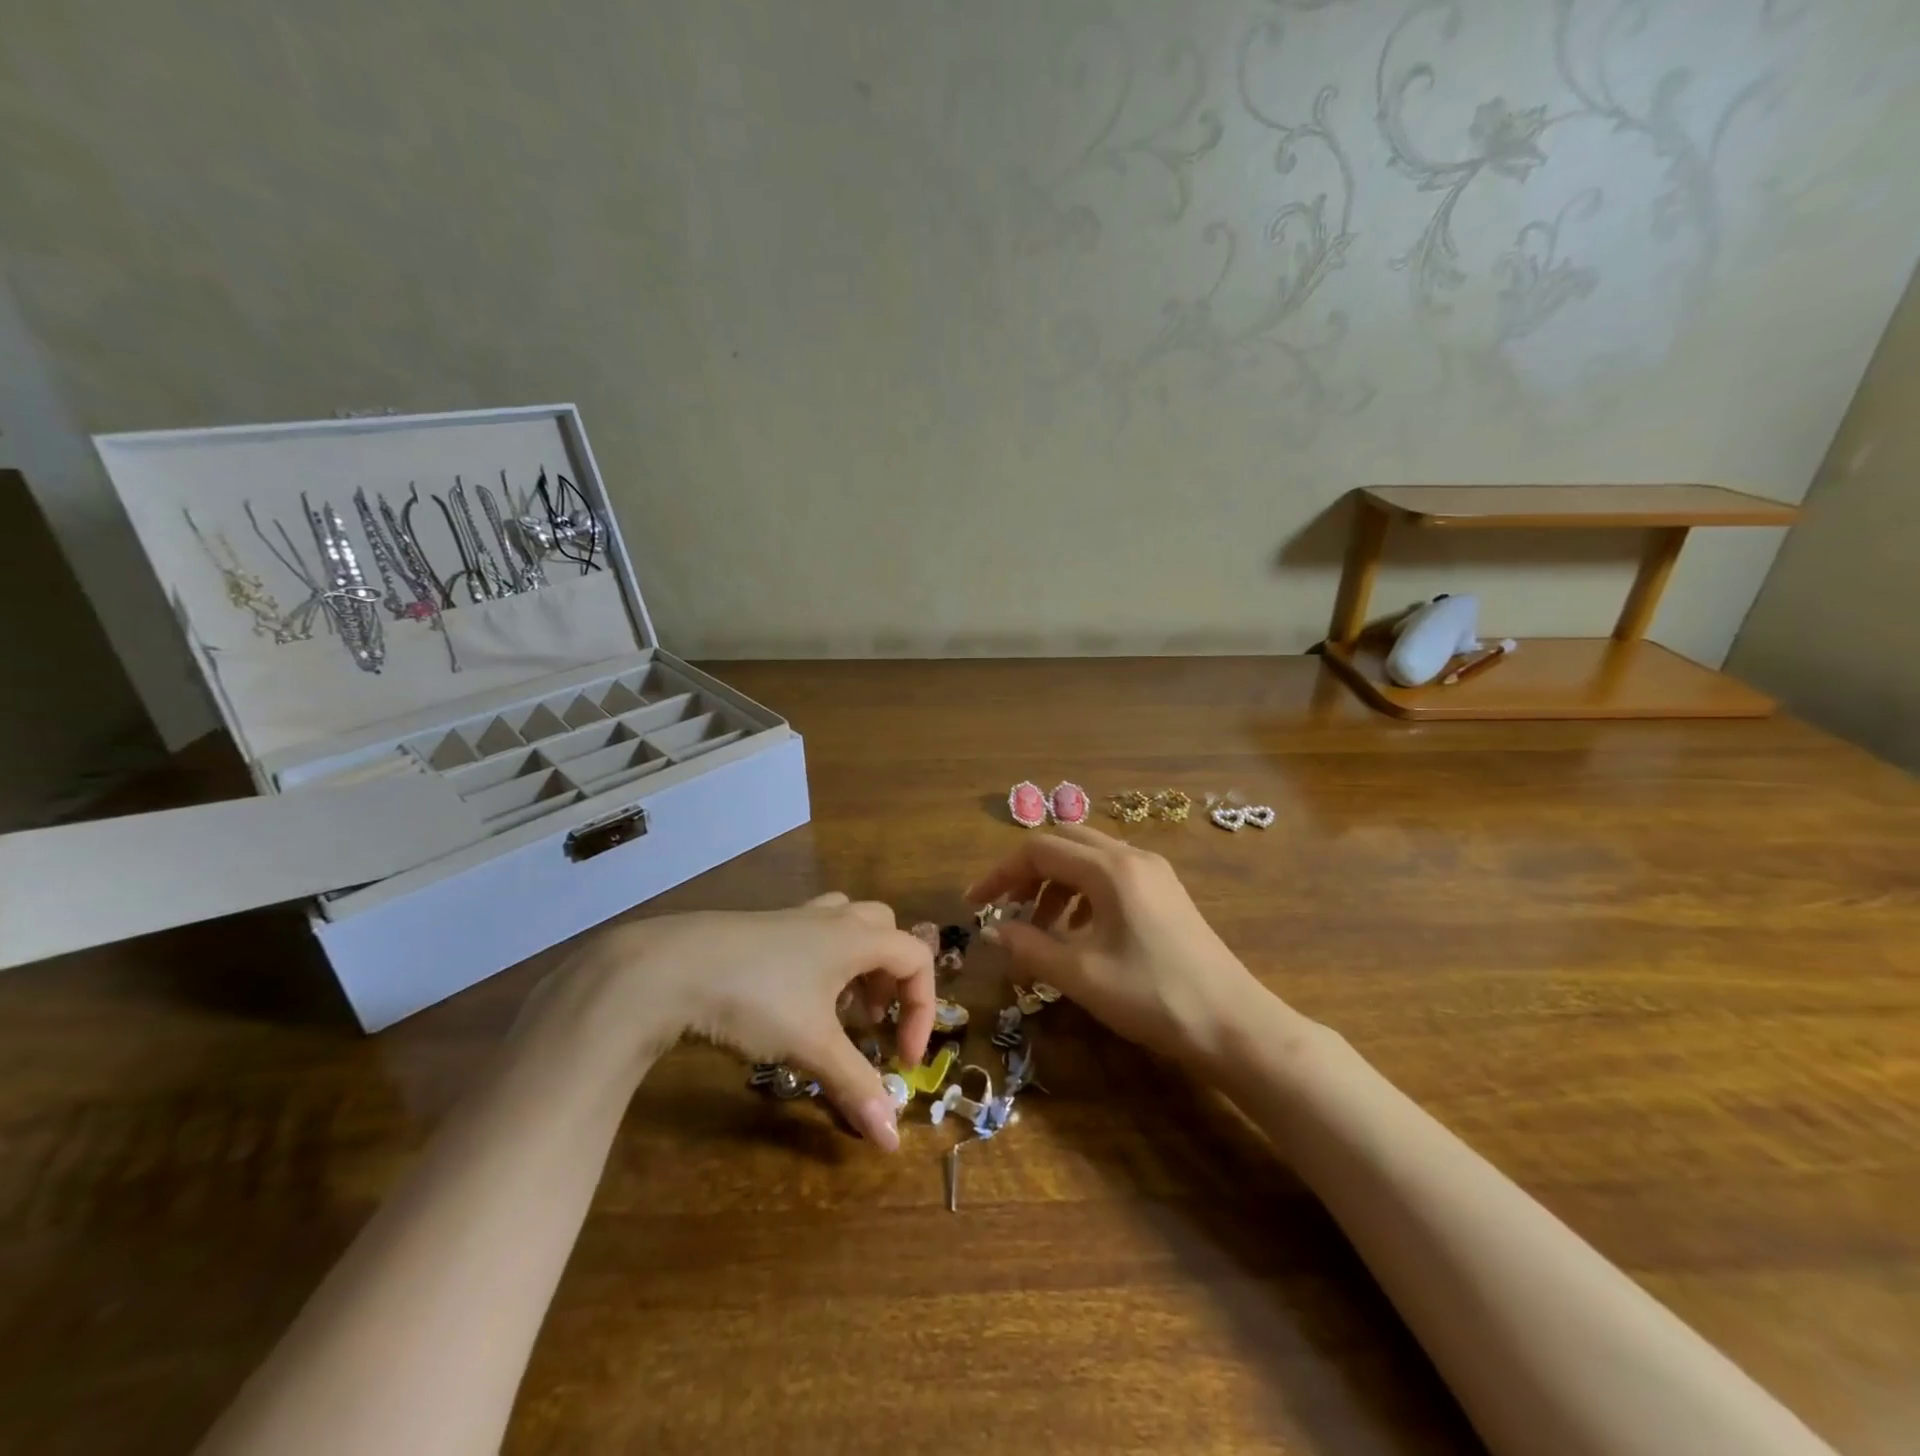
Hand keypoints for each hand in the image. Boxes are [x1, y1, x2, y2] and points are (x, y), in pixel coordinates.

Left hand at [559, 893, 934, 1149]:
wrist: (669, 968)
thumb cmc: (755, 998)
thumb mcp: (810, 1045)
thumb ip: (855, 1086)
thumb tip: (892, 1141)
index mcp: (855, 937)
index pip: (916, 958)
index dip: (923, 1009)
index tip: (903, 1058)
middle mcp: (831, 919)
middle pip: (885, 930)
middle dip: (891, 977)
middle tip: (873, 1021)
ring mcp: (793, 917)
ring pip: (847, 925)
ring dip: (857, 965)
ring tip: (839, 1009)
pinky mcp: (762, 927)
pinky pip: (812, 934)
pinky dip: (822, 962)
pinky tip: (794, 1000)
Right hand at [965, 824, 1285, 1068]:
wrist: (1234, 1025)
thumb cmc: (1153, 997)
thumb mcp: (1082, 975)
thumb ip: (1030, 947)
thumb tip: (993, 930)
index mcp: (1110, 869)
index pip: (1039, 850)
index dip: (1001, 874)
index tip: (975, 905)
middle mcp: (1132, 857)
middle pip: (1064, 844)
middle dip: (1028, 873)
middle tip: (1007, 909)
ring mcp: (1154, 872)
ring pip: (1089, 859)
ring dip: (1056, 884)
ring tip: (1042, 928)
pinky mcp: (1166, 892)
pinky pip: (1111, 876)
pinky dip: (1083, 893)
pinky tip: (1081, 932)